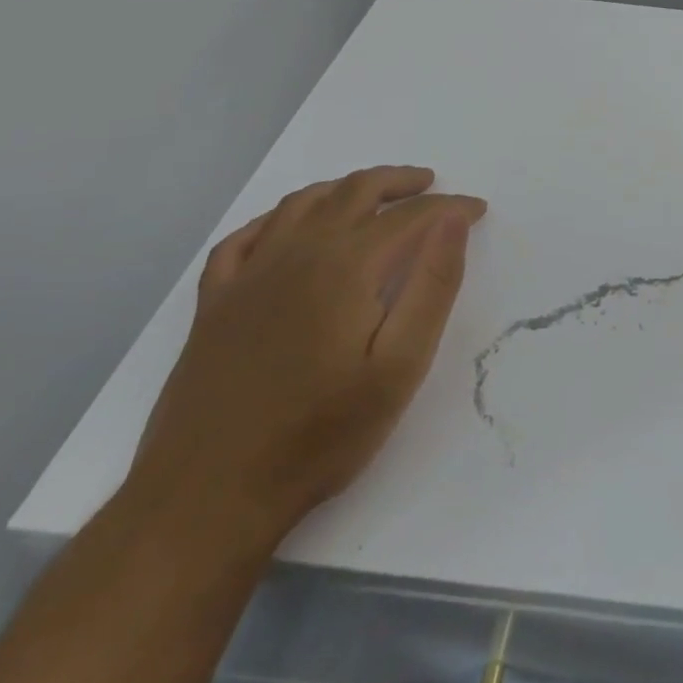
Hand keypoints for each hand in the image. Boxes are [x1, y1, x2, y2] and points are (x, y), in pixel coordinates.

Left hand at [125, 166, 485, 551]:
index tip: (477, 210)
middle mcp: (296, 253)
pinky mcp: (214, 304)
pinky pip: (244, 238)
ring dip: (345, 188)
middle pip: (355, 191)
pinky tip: (287, 228)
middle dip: (399, 182)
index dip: (449, 207)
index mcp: (345, 266)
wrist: (205, 501)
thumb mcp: (399, 367)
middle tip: (431, 185)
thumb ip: (433, 285)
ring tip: (373, 195)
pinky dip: (275, 219)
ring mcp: (248, 276)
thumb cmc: (318, 435)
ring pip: (302, 204)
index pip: (409, 216)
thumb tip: (454, 220)